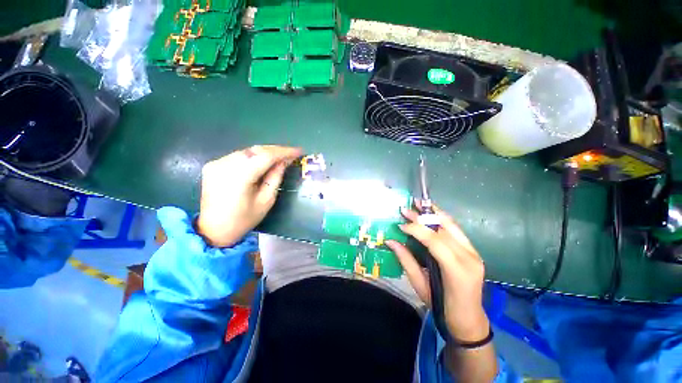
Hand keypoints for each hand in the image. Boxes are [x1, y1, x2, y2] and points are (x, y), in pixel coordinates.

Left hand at [197, 145, 301, 246]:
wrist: (213, 229)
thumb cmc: (244, 219)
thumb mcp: (266, 200)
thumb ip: (275, 178)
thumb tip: (284, 162)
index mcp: (240, 177)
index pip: (267, 156)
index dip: (284, 152)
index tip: (298, 151)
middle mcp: (226, 165)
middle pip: (256, 150)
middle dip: (276, 150)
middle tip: (291, 153)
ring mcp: (217, 163)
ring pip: (248, 151)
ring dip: (265, 152)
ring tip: (280, 157)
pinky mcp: (213, 164)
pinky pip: (239, 156)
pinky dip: (253, 157)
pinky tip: (262, 161)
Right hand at [385, 203, 489, 342]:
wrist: (468, 318)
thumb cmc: (441, 306)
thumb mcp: (419, 285)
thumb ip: (406, 260)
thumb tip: (390, 241)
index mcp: (456, 270)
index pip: (434, 240)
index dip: (416, 229)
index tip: (400, 225)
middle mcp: (469, 257)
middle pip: (443, 229)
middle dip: (422, 217)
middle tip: (405, 209)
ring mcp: (474, 252)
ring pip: (452, 225)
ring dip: (433, 213)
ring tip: (419, 204)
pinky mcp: (473, 250)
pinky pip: (455, 229)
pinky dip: (441, 219)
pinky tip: (431, 213)